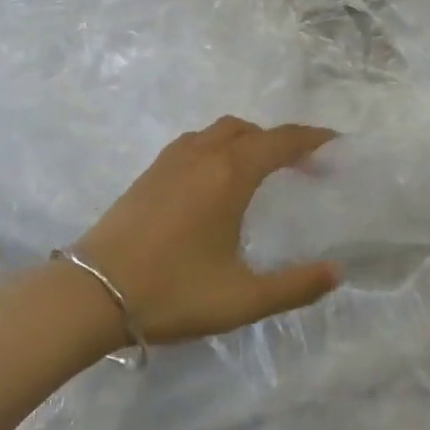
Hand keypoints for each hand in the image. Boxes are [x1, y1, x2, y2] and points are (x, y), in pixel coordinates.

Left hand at [73, 117, 341, 342]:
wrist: (92, 293)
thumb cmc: (173, 292)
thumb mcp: (242, 299)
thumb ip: (295, 286)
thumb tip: (338, 272)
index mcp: (230, 174)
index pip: (281, 141)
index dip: (313, 138)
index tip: (336, 143)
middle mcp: (203, 154)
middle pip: (251, 130)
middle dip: (281, 141)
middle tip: (303, 166)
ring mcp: (171, 159)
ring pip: (220, 131)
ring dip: (248, 140)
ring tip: (263, 170)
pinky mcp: (149, 172)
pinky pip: (196, 142)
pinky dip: (219, 146)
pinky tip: (216, 180)